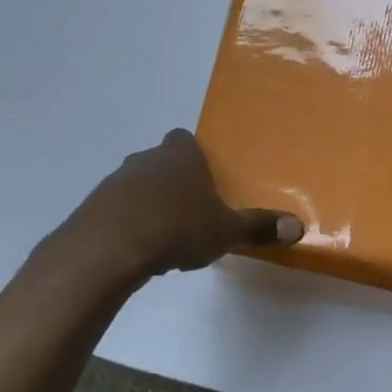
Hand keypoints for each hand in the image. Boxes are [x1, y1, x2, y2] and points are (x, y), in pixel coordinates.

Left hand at [67, 129, 301, 282]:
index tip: (205, 181)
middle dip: (175, 184)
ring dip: (150, 206)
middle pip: (162, 163)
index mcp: (181, 154)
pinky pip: (118, 211)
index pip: (186, 140)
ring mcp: (115, 181)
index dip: (195, 157)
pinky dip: (129, 225)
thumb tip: (298, 227)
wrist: (110, 247)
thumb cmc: (178, 227)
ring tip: (167, 238)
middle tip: (192, 213)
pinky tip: (140, 250)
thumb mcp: (226, 230)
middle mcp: (146, 158)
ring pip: (138, 187)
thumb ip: (259, 226)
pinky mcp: (94, 207)